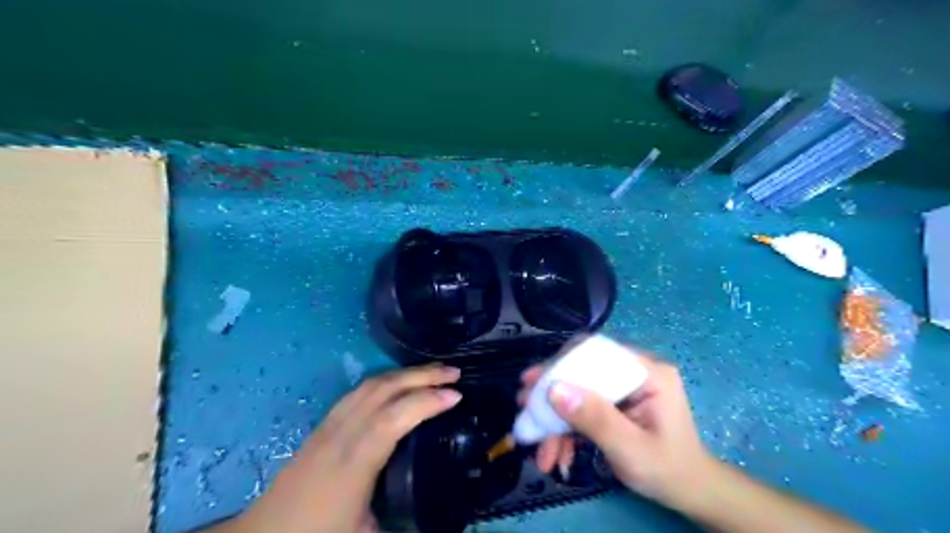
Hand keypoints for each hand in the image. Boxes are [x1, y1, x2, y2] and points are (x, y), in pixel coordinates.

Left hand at [219, 365, 464, 532]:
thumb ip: (405, 524)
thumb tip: (442, 520)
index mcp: (354, 462)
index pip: (393, 418)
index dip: (426, 402)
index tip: (457, 395)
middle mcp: (342, 433)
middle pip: (383, 390)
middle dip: (421, 376)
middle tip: (454, 372)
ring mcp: (330, 424)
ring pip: (370, 385)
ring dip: (405, 373)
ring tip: (433, 372)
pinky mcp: (324, 424)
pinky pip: (359, 390)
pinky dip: (386, 380)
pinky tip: (398, 383)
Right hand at [522, 350, 715, 508]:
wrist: (689, 492)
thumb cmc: (668, 471)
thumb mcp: (630, 448)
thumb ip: (594, 419)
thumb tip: (554, 389)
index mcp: (647, 373)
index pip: (597, 353)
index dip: (562, 364)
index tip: (533, 381)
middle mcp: (634, 372)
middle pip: (583, 372)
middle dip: (553, 394)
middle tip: (525, 407)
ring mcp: (624, 388)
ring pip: (580, 392)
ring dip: (557, 419)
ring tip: (538, 446)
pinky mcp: (616, 403)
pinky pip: (584, 408)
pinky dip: (568, 429)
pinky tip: (556, 452)